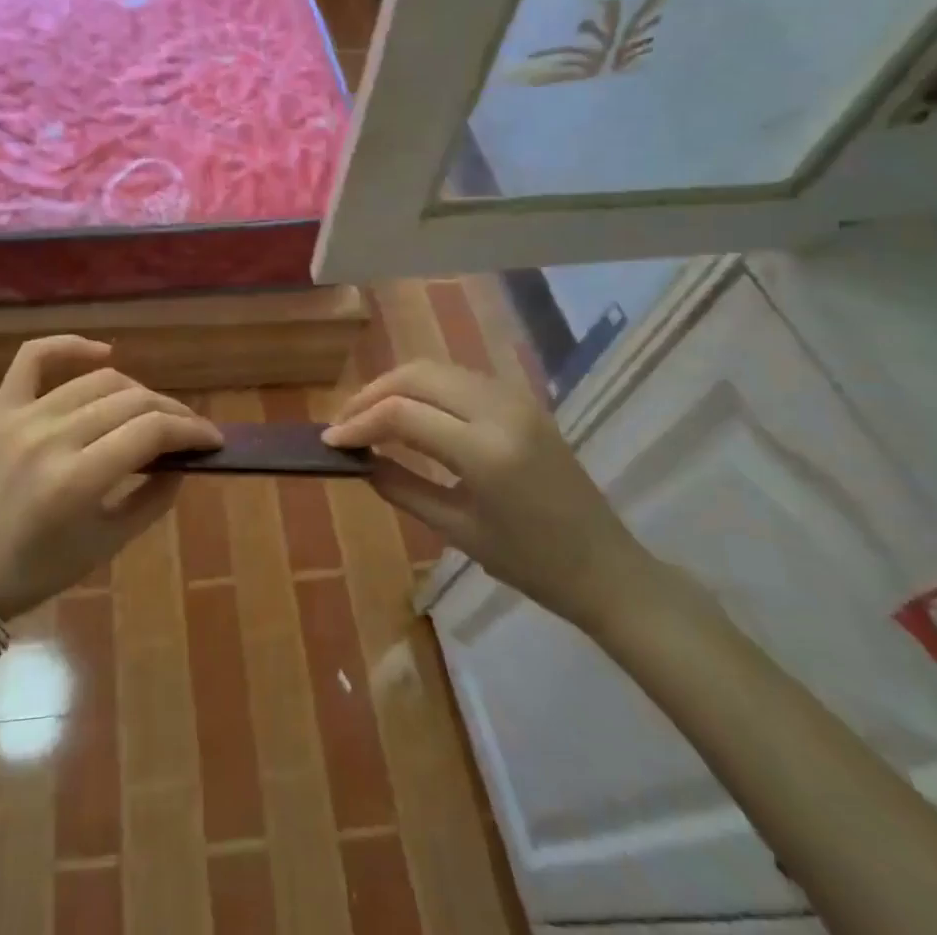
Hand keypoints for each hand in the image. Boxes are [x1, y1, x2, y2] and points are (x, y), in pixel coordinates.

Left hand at [0, 336, 221, 618]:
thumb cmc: (41, 569)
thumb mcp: (109, 544)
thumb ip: (154, 498)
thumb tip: (183, 459)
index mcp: (76, 481)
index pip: (151, 432)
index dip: (191, 430)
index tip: (213, 439)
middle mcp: (50, 438)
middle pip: (131, 402)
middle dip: (173, 414)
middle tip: (190, 431)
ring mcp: (22, 417)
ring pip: (98, 381)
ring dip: (137, 391)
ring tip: (152, 412)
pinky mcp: (2, 408)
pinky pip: (34, 357)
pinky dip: (70, 346)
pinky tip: (101, 353)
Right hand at [324, 359, 659, 630]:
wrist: (607, 567)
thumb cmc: (532, 564)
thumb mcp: (457, 530)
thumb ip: (401, 487)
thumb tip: (358, 461)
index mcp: (486, 451)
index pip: (403, 414)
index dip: (359, 422)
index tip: (329, 440)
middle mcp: (500, 410)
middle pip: (417, 376)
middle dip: (372, 394)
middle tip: (344, 423)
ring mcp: (514, 398)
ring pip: (436, 368)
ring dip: (396, 386)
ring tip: (368, 416)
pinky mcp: (520, 399)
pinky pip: (458, 377)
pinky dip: (424, 387)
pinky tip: (408, 411)